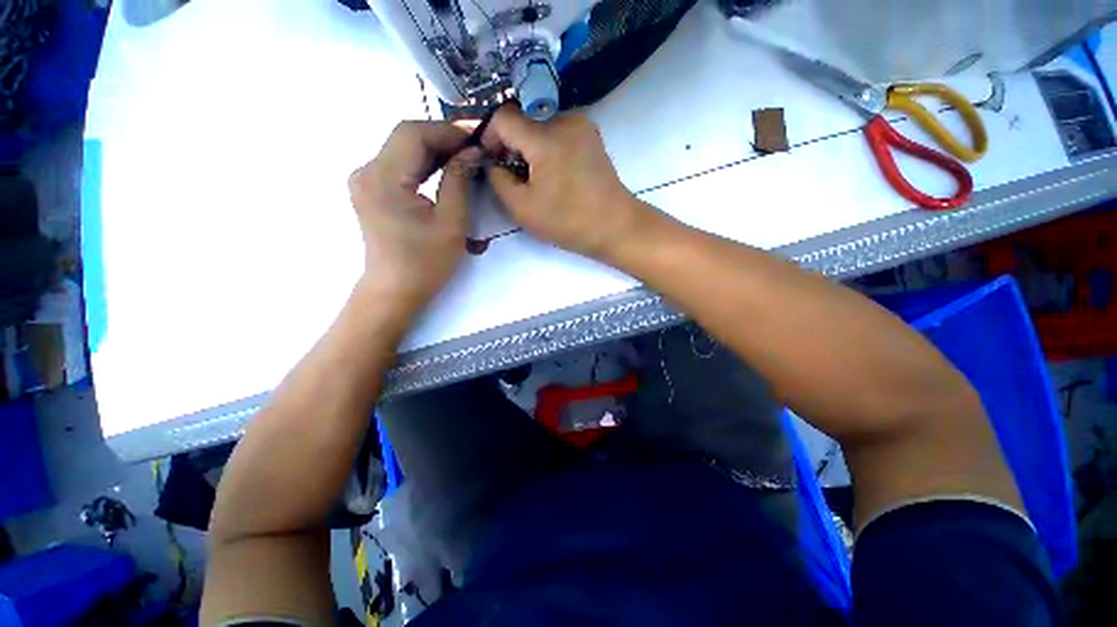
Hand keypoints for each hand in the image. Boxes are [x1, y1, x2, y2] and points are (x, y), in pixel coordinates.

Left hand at [349, 121, 479, 310]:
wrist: (395, 291)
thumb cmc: (426, 264)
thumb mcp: (451, 223)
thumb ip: (459, 181)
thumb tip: (472, 151)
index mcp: (383, 178)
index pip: (413, 133)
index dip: (448, 130)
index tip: (478, 137)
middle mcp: (366, 171)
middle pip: (406, 137)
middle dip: (444, 138)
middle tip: (476, 146)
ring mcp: (366, 180)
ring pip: (403, 149)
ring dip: (436, 149)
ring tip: (467, 156)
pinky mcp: (372, 190)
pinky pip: (400, 165)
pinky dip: (425, 163)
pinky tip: (446, 169)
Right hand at [482, 105, 651, 259]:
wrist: (615, 226)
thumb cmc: (568, 221)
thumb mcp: (523, 208)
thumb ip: (498, 181)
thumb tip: (493, 164)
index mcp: (545, 137)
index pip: (502, 117)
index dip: (489, 137)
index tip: (491, 162)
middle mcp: (565, 119)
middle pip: (523, 121)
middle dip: (511, 146)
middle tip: (513, 176)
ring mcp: (582, 125)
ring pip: (541, 127)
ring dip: (530, 148)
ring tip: (535, 179)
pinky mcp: (592, 136)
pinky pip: (559, 133)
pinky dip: (548, 149)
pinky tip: (554, 174)